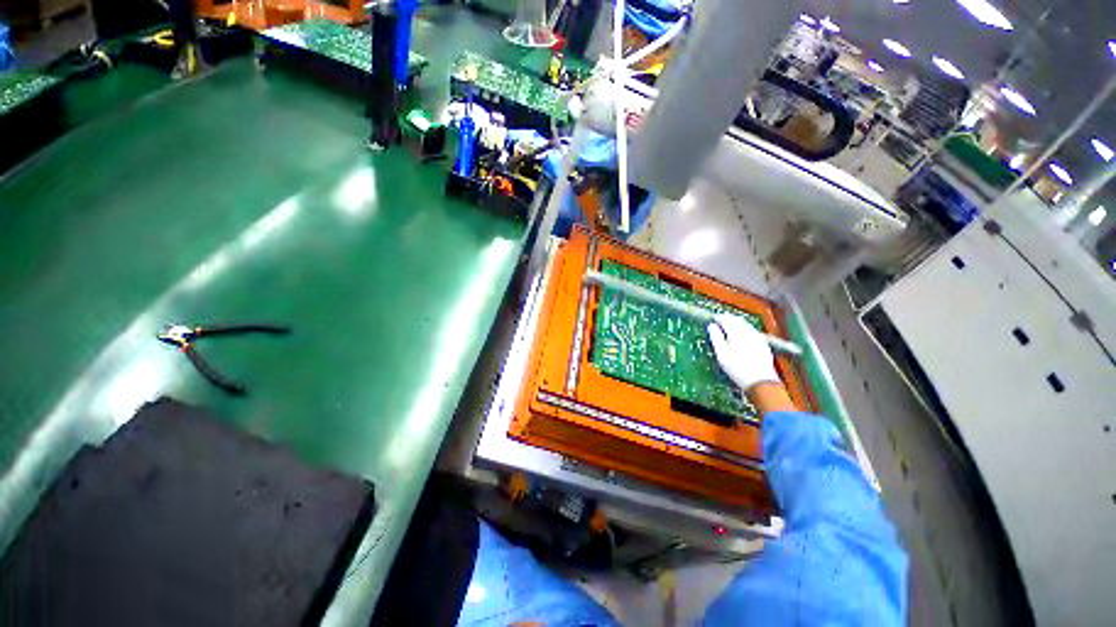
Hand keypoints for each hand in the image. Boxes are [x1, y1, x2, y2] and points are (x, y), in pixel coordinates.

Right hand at [707, 313, 779, 391]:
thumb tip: (711, 326)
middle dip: (727, 319)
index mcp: (737, 332)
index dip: (717, 318)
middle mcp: (749, 332)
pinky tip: (741, 337)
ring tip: (728, 329)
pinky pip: (752, 331)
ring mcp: (758, 337)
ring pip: (745, 324)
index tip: (711, 320)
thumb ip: (716, 337)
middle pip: (737, 319)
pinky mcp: (763, 344)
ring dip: (736, 324)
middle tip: (718, 322)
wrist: (761, 382)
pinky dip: (744, 330)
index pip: (726, 319)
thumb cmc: (737, 368)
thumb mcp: (721, 354)